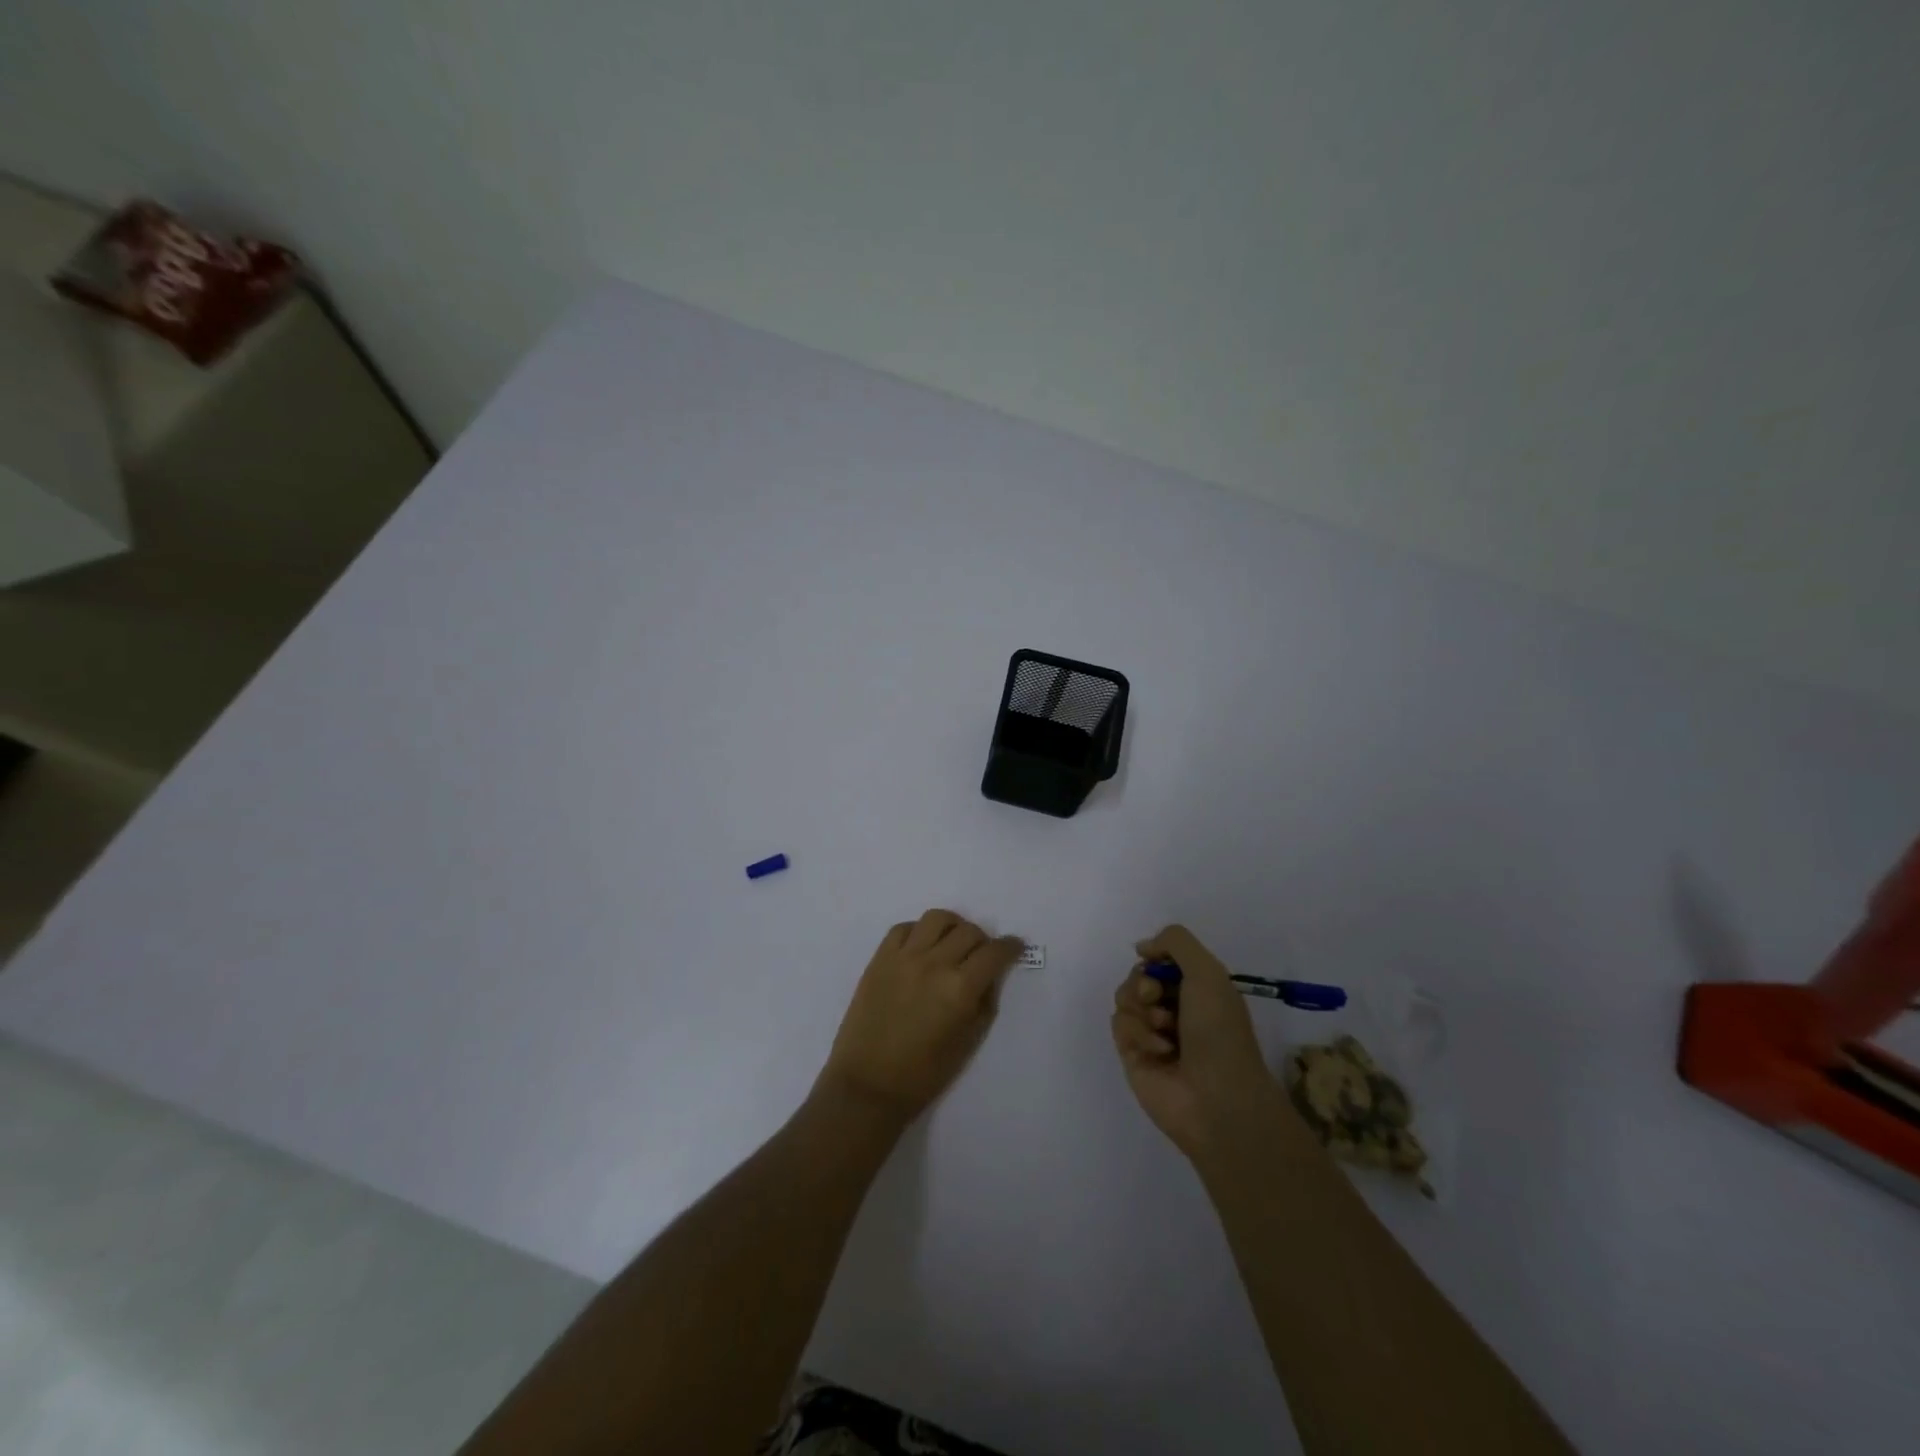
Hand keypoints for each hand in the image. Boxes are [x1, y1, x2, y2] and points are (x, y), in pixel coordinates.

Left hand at [819, 910, 1024, 1126]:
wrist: (868, 1083)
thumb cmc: (923, 1073)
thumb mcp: (968, 1042)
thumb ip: (985, 1002)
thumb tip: (990, 976)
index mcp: (960, 989)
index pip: (994, 952)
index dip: (1010, 947)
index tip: (1014, 947)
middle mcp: (934, 964)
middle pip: (969, 931)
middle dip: (983, 941)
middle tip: (981, 956)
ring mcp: (904, 957)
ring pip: (937, 918)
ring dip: (952, 926)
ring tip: (951, 943)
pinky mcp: (879, 958)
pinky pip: (903, 928)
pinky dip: (918, 931)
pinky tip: (921, 948)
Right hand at [1110, 925, 1292, 1160]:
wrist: (1216, 1097)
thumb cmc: (1219, 1032)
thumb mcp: (1208, 972)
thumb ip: (1175, 941)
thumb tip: (1142, 947)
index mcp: (1197, 989)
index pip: (1161, 959)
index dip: (1155, 958)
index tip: (1155, 963)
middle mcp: (1174, 1008)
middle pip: (1138, 976)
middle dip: (1143, 983)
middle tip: (1156, 996)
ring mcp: (1152, 1032)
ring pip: (1124, 998)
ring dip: (1141, 1009)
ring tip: (1164, 1029)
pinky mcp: (1133, 1054)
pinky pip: (1118, 1024)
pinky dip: (1137, 1033)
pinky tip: (1159, 1051)